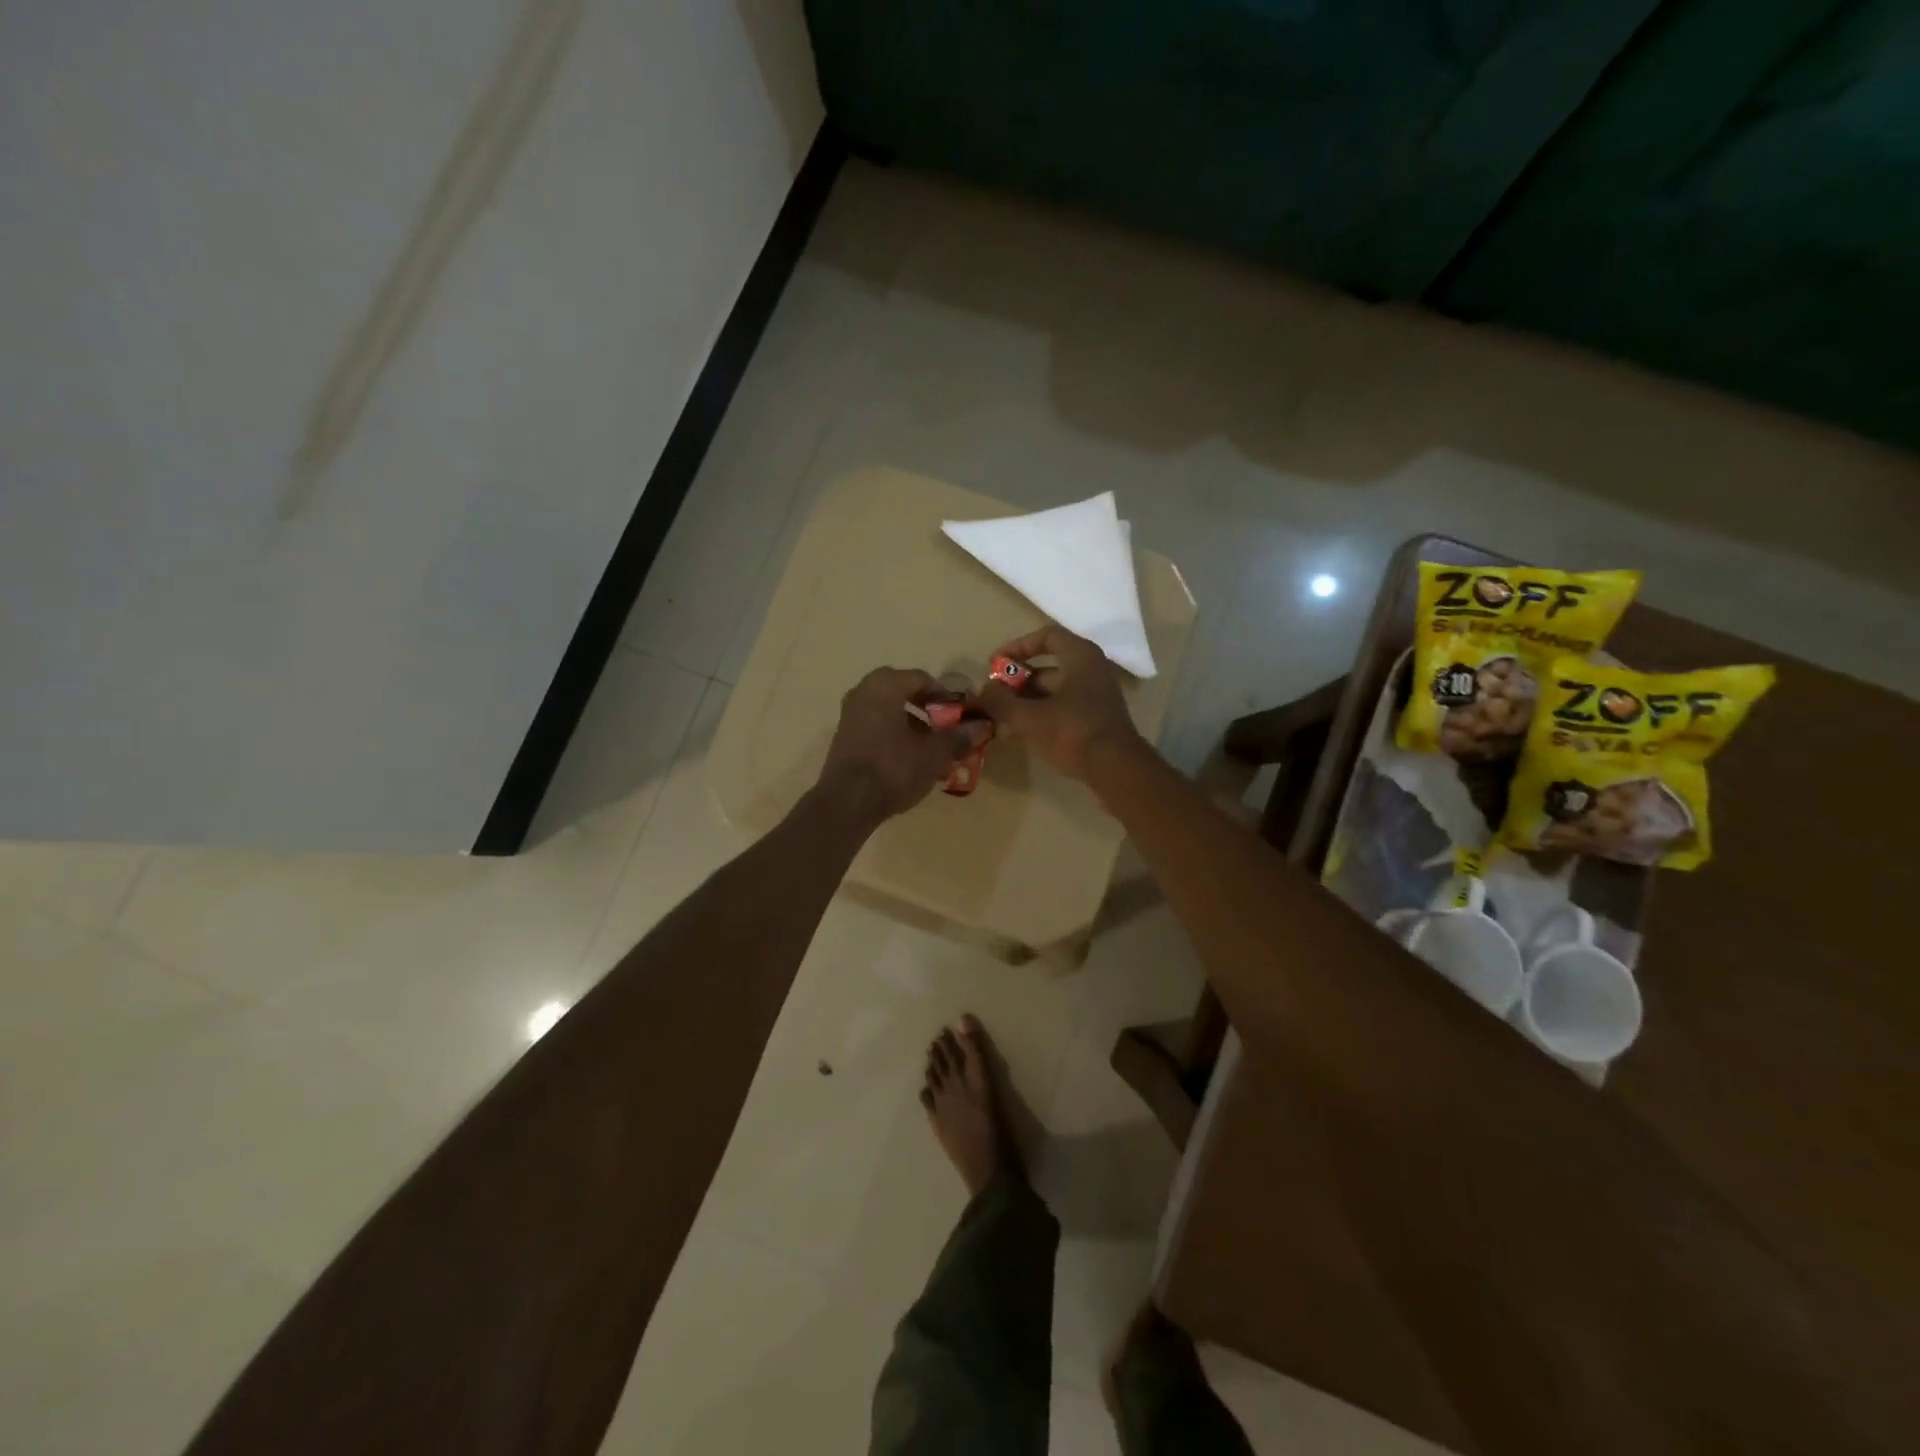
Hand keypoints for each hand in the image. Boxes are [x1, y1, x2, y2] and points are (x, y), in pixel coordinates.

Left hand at [818, 667, 991, 822]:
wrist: (847, 803)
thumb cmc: (894, 768)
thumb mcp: (934, 753)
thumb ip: (960, 736)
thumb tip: (985, 725)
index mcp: (885, 685)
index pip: (923, 679)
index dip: (946, 696)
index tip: (962, 714)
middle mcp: (863, 691)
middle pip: (905, 693)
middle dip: (929, 710)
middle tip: (948, 728)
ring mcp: (850, 715)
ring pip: (890, 711)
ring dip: (914, 725)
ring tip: (934, 747)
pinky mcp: (845, 738)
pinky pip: (877, 727)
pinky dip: (896, 736)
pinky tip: (912, 759)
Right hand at [978, 625, 1144, 780]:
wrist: (1116, 769)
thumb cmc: (1072, 732)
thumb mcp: (1029, 717)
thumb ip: (1002, 702)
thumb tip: (984, 691)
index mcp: (1080, 657)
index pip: (1046, 636)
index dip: (1018, 646)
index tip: (996, 663)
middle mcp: (1092, 670)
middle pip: (1049, 668)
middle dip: (1018, 682)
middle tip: (994, 697)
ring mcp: (1097, 696)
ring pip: (1055, 692)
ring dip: (1027, 701)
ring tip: (1002, 718)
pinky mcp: (1098, 720)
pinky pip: (1065, 708)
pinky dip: (1043, 715)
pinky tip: (1022, 733)